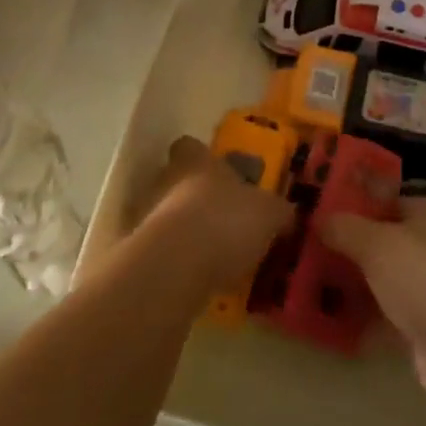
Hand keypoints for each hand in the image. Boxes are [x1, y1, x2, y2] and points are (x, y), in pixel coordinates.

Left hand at [136, 136, 294, 292]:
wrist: (175, 266)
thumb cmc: (224, 221)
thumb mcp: (268, 214)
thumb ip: (278, 211)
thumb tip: (288, 213)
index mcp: (197, 161)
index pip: (189, 146)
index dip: (200, 156)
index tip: (215, 171)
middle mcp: (166, 180)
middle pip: (174, 179)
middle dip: (192, 196)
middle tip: (219, 217)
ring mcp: (146, 216)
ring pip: (164, 215)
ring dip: (182, 231)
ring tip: (210, 254)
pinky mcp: (137, 253)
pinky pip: (159, 252)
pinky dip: (174, 262)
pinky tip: (195, 279)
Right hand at [322, 197, 425, 401]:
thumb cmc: (420, 276)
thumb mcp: (374, 243)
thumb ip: (344, 228)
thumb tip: (319, 219)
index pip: (387, 198)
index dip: (356, 202)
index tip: (323, 210)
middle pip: (386, 239)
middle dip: (353, 245)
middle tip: (313, 248)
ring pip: (387, 277)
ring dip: (358, 282)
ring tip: (317, 283)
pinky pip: (390, 313)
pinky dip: (367, 316)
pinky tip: (336, 321)